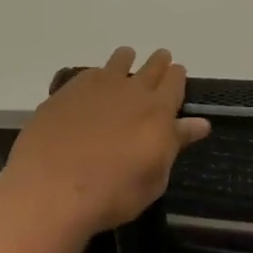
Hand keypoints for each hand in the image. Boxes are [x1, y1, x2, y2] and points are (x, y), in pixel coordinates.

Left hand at [0, 48, 210, 239]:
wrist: (52, 190)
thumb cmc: (113, 193)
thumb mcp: (155, 178)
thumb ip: (175, 144)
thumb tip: (200, 124)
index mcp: (158, 111)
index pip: (175, 82)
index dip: (177, 75)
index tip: (177, 72)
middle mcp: (131, 91)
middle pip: (150, 67)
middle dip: (158, 62)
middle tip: (160, 59)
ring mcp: (96, 88)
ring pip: (118, 62)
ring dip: (126, 60)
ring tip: (126, 58)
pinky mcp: (66, 94)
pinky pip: (88, 74)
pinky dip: (95, 75)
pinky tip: (92, 82)